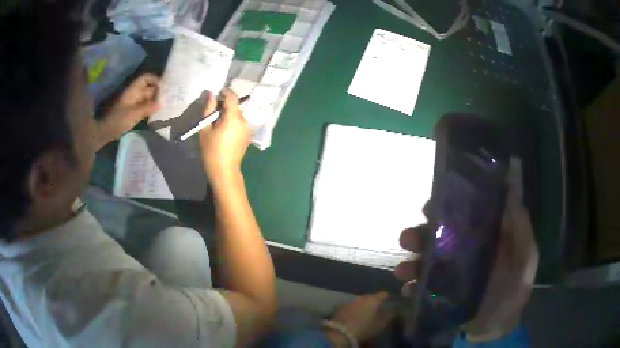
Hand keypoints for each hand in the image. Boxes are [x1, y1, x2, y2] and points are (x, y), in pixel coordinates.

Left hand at [97, 74, 160, 147]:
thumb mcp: (133, 114)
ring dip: (156, 101)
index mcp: (133, 91)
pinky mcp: (134, 112)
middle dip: (158, 92)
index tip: (165, 87)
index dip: (155, 80)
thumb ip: (147, 108)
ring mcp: (134, 104)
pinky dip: (152, 108)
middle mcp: (135, 94)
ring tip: (167, 106)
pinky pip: (145, 107)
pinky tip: (158, 113)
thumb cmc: (118, 120)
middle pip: (149, 89)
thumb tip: (162, 103)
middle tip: (170, 98)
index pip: (146, 79)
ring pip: (148, 98)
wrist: (107, 132)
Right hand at [199, 89, 250, 183]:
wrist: (224, 171)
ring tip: (217, 123)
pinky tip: (224, 131)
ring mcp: (248, 128)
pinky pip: (240, 123)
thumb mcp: (205, 129)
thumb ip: (208, 109)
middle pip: (235, 106)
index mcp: (233, 117)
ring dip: (229, 114)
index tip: (218, 92)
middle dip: (225, 105)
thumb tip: (211, 94)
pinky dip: (233, 122)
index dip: (225, 92)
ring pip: (238, 114)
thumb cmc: (211, 151)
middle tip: (213, 111)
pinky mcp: (248, 135)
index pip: (232, 97)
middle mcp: (244, 120)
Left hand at [327, 291, 394, 345]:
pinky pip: (351, 306)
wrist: (341, 333)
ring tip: (366, 312)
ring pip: (360, 301)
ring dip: (363, 305)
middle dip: (374, 301)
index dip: (387, 297)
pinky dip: (355, 309)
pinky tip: (355, 315)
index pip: (383, 294)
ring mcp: (349, 302)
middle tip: (378, 308)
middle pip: (370, 296)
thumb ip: (388, 315)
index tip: (390, 300)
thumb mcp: (380, 324)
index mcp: (373, 299)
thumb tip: (394, 309)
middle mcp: (361, 297)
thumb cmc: (364, 328)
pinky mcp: (340, 308)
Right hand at [395, 188, 537, 340]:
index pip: (459, 216)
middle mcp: (461, 253)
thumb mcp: (526, 257)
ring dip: (410, 262)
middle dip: (419, 234)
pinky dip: (410, 286)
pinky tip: (408, 289)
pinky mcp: (438, 295)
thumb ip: (520, 227)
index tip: (429, 207)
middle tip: (409, 238)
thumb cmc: (514, 290)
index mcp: (480, 239)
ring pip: (423, 261)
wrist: (496, 327)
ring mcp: (448, 275)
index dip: (443, 207)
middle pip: (435, 237)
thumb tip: (509, 188)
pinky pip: (420, 287)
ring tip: (404, 270)